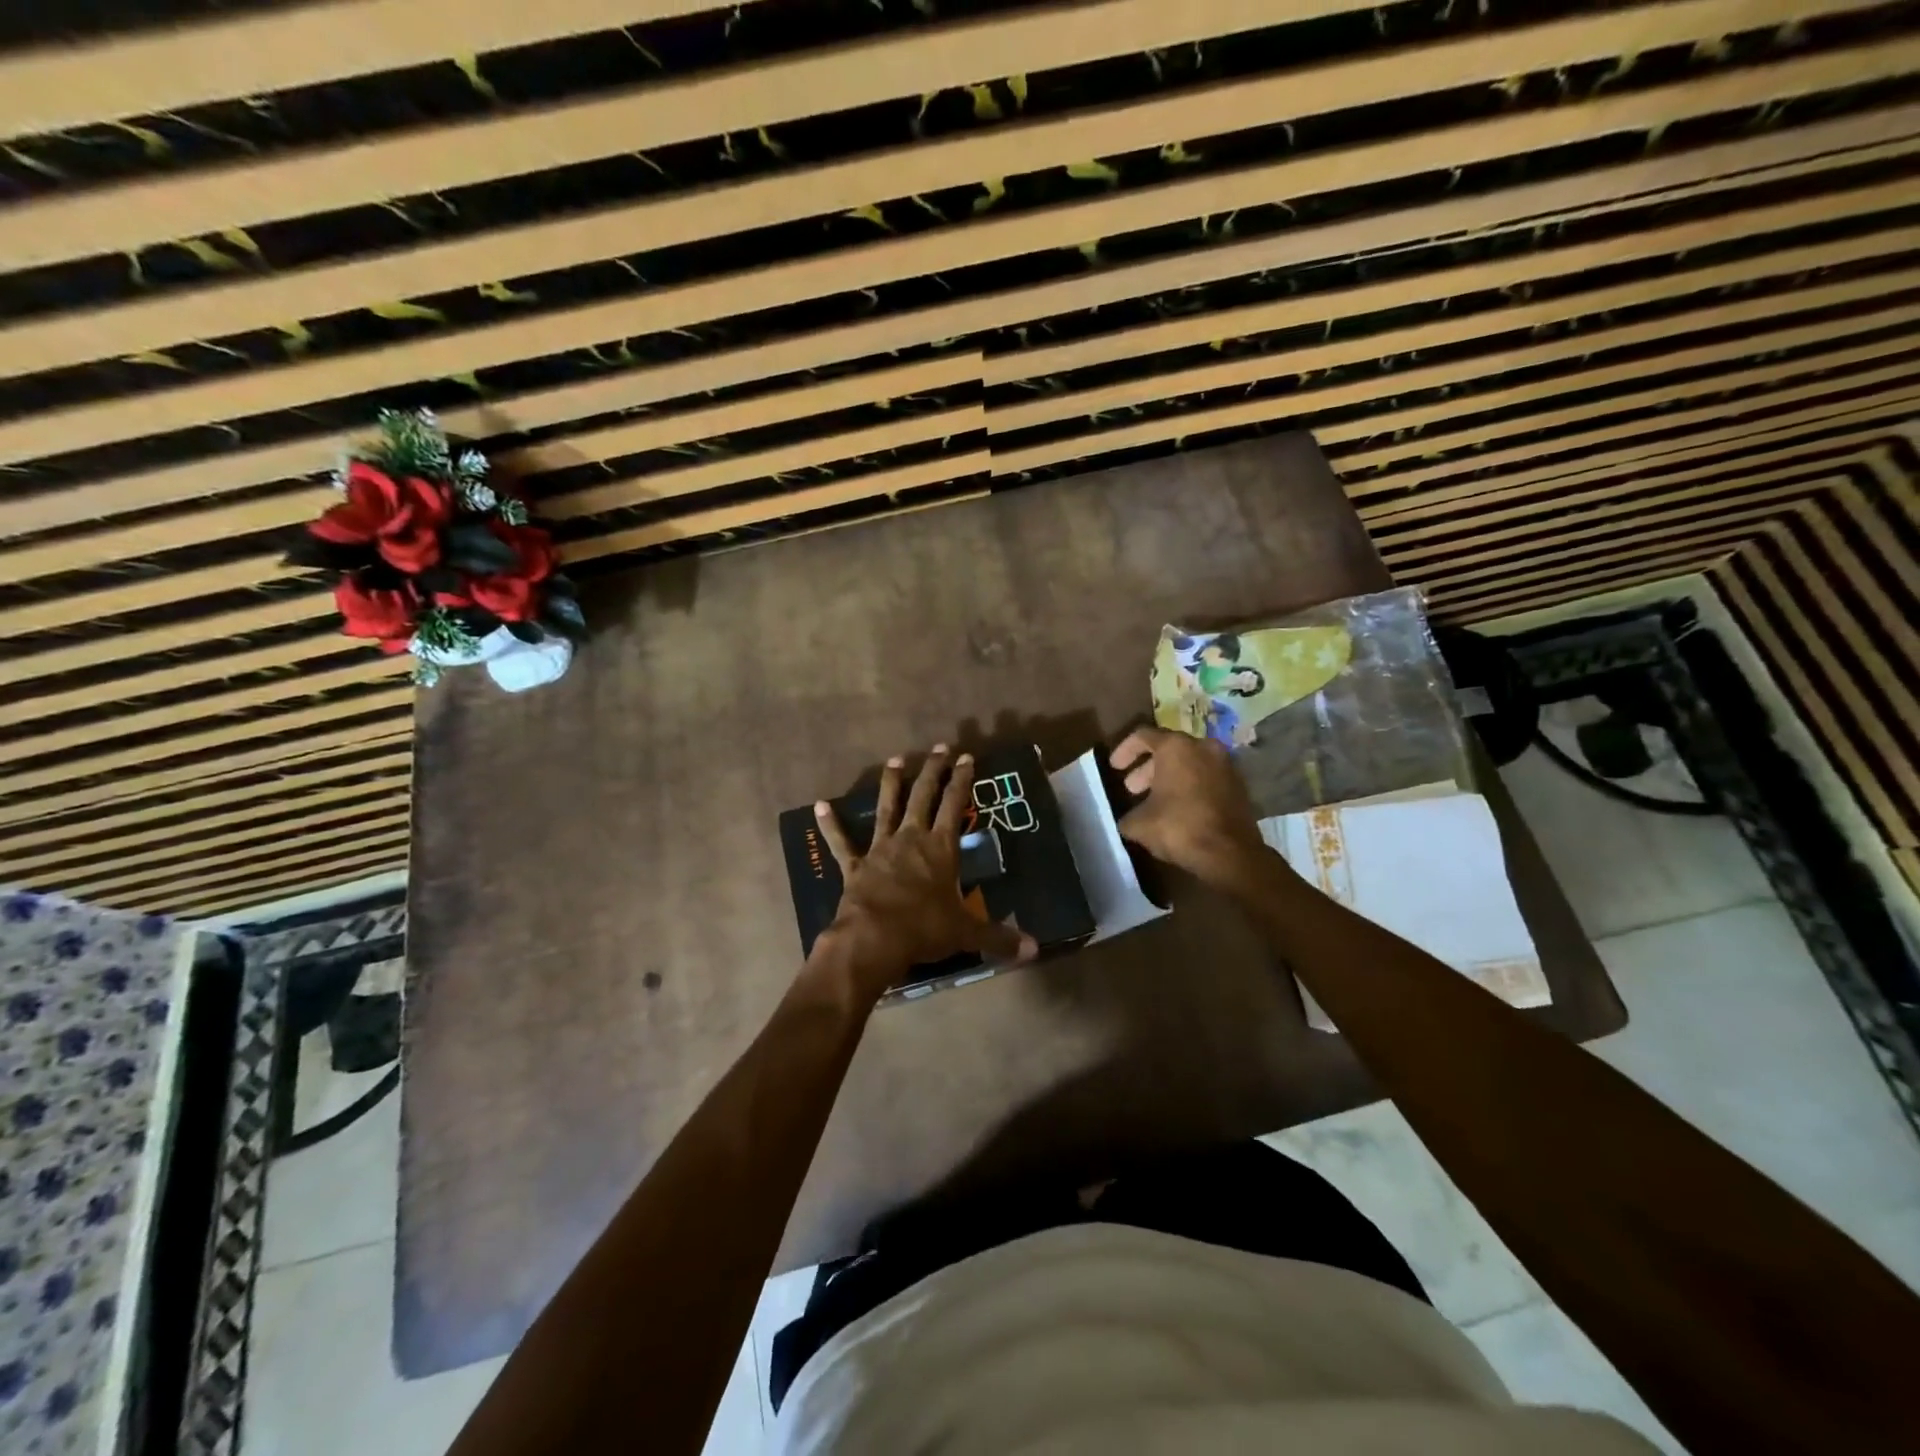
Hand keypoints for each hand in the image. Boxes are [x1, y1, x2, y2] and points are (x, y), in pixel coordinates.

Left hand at [814, 746, 1036, 998]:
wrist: (874, 939)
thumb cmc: (924, 930)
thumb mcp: (966, 933)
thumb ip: (999, 937)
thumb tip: (1034, 950)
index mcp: (941, 849)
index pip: (956, 806)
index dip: (963, 781)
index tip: (967, 757)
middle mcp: (911, 839)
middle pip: (923, 797)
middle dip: (933, 771)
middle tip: (939, 747)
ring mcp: (880, 849)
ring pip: (886, 808)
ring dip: (891, 784)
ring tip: (895, 760)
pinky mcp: (855, 866)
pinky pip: (841, 842)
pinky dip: (831, 825)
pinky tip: (820, 806)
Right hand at [1110, 726, 1271, 890]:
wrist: (1230, 854)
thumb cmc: (1179, 827)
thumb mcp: (1139, 824)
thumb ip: (1128, 814)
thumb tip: (1129, 818)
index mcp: (1176, 747)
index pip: (1143, 736)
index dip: (1124, 750)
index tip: (1114, 768)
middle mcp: (1203, 747)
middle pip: (1169, 749)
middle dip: (1147, 768)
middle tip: (1132, 788)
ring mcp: (1225, 765)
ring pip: (1190, 764)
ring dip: (1169, 778)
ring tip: (1153, 801)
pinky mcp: (1238, 786)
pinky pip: (1206, 778)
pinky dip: (1189, 787)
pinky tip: (1177, 810)